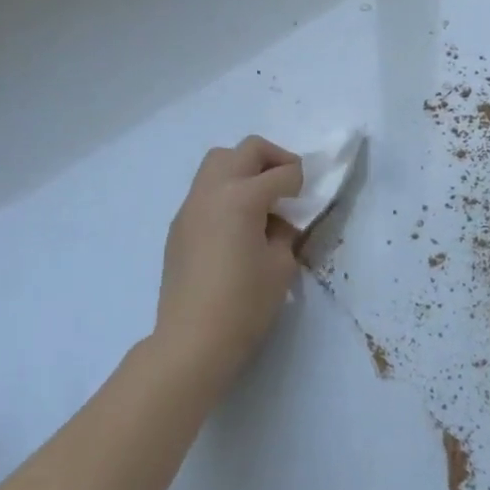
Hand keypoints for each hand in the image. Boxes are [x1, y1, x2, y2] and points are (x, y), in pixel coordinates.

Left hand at [152, 137, 303, 389]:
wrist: (192, 339)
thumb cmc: (245, 304)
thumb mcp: (281, 266)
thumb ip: (284, 233)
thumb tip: (277, 222)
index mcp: (242, 197)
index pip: (281, 173)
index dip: (301, 180)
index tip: (310, 193)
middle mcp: (212, 191)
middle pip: (245, 150)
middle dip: (272, 158)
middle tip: (289, 183)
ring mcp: (190, 206)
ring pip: (218, 163)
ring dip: (244, 169)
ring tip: (261, 199)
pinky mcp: (179, 225)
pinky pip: (205, 190)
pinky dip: (225, 191)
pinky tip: (237, 224)